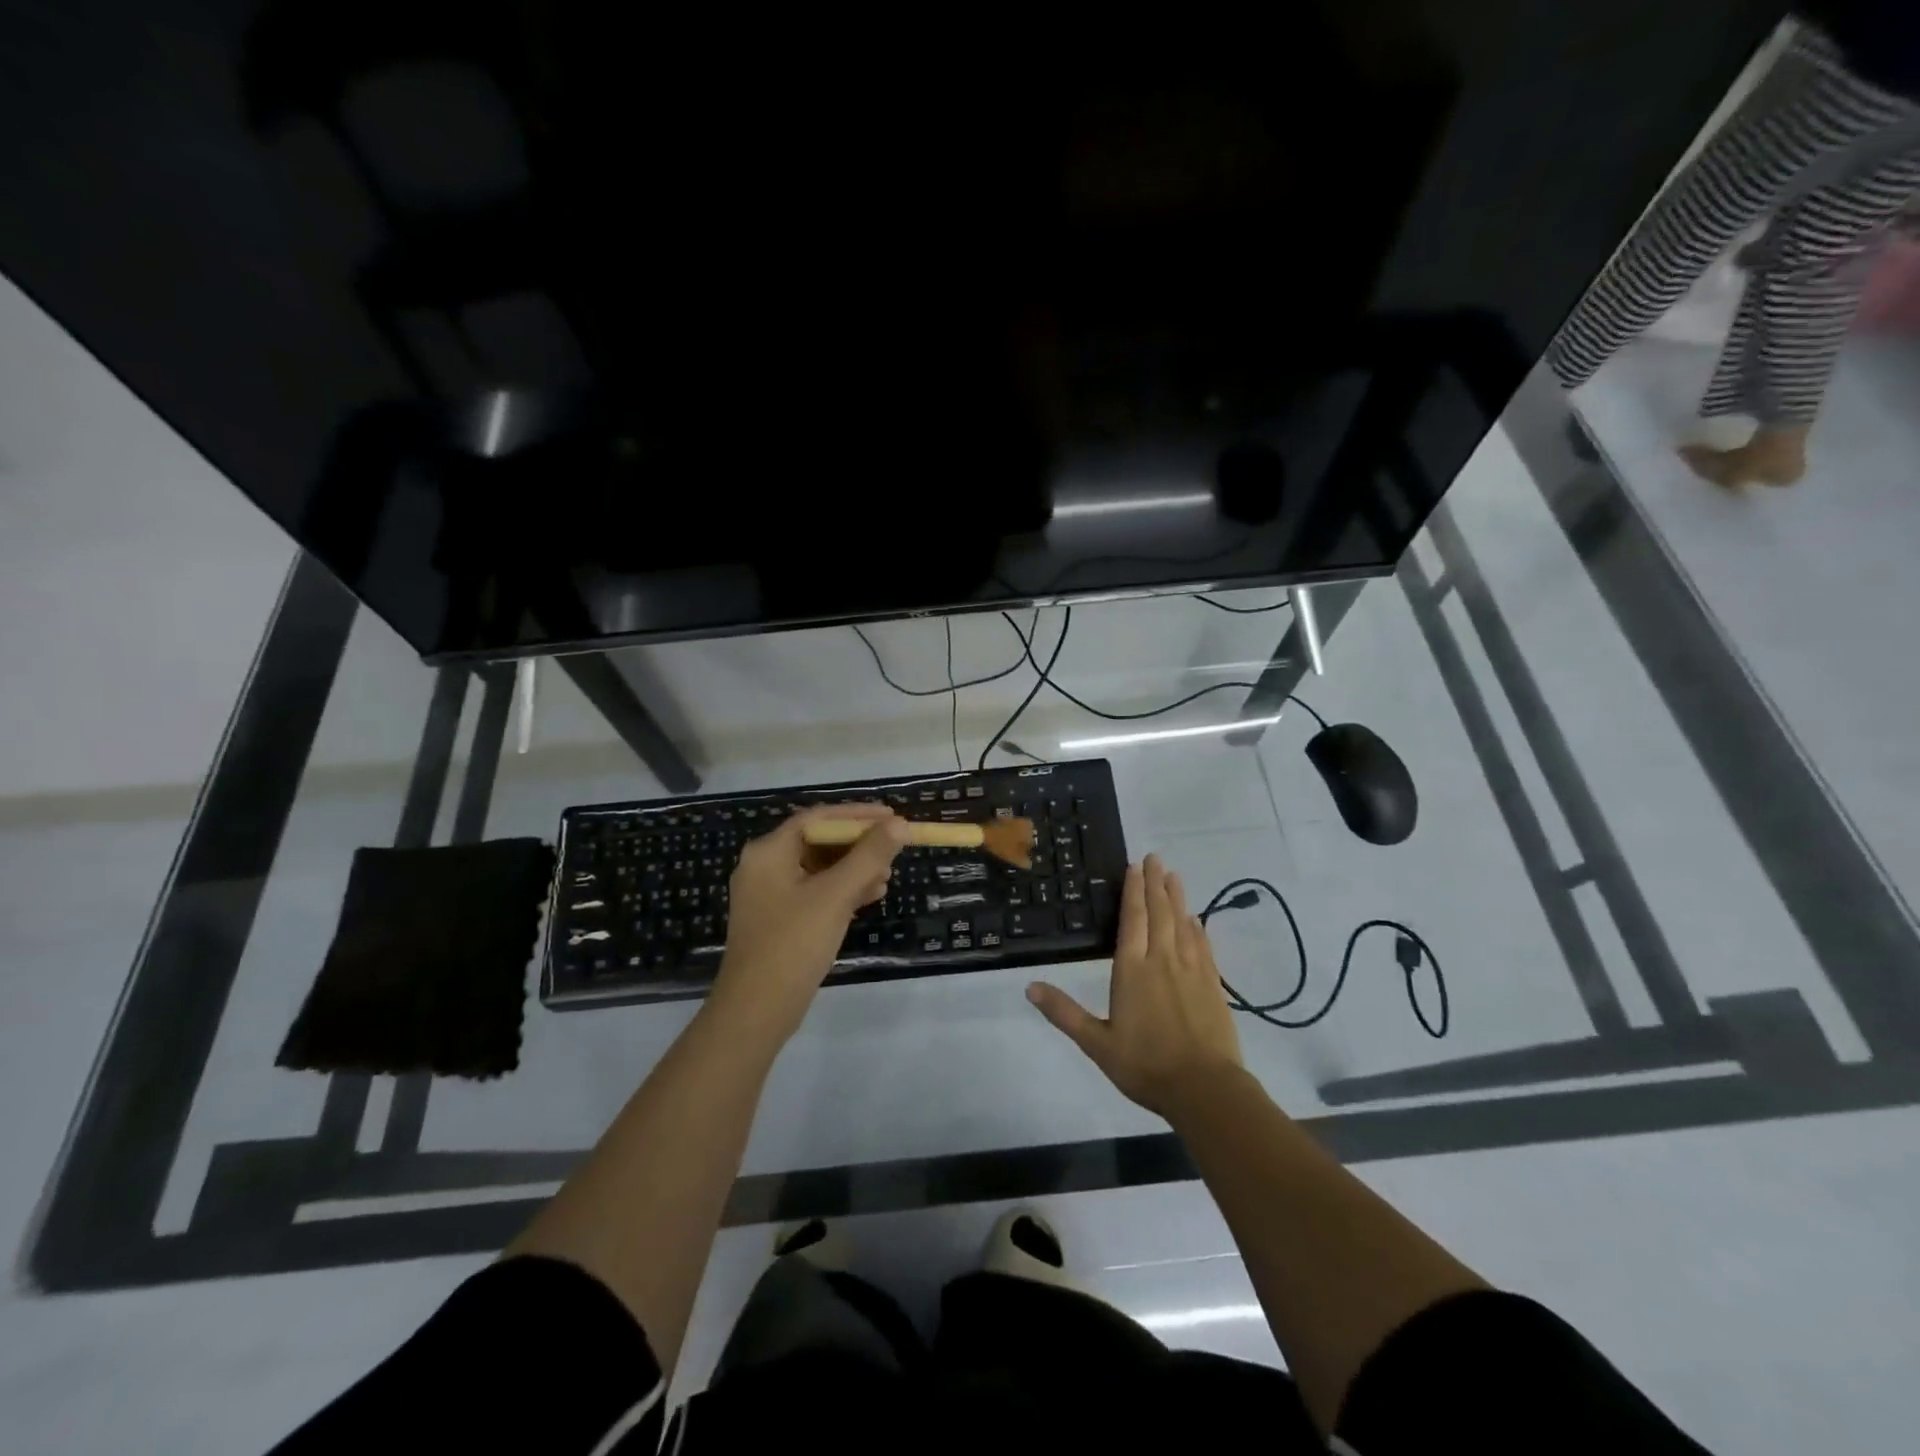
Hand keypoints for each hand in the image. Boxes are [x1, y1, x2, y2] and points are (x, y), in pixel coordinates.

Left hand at [709, 803, 910, 1042]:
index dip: (857, 814)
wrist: (757, 1011)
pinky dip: (843, 890)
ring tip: (888, 876)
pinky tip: (872, 896)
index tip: (892, 816)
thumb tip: (899, 824)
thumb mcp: (835, 895)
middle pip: (819, 840)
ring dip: (855, 868)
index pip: (818, 817)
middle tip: (894, 847)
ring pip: (820, 868)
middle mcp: (765, 866)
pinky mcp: (780, 919)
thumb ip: (868, 856)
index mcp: (769, 851)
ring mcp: (771, 894)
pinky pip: (816, 891)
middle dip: (859, 844)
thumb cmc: (793, 944)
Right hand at [1027, 854, 1242, 1118]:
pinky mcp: (1213, 984)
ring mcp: (1192, 970)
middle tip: (1155, 858)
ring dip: (1177, 897)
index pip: (1132, 920)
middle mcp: (1163, 961)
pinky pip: (1203, 945)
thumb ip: (1064, 1013)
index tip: (1135, 866)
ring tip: (1174, 875)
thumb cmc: (1146, 1066)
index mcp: (1132, 970)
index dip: (1133, 891)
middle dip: (1155, 884)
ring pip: (1183, 923)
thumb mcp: (1097, 1043)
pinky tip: (1196, 919)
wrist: (1205, 1089)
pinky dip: (1197, 927)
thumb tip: (1029, 986)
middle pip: (1159, 913)